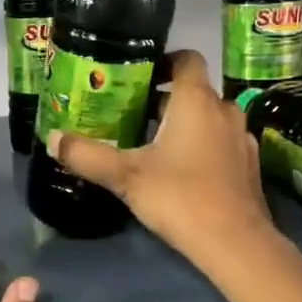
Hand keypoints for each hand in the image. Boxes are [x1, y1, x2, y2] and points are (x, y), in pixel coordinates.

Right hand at [45, 50, 274, 270]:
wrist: (235, 243)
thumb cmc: (180, 197)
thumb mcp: (125, 176)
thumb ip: (87, 156)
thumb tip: (52, 138)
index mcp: (197, 100)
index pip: (187, 58)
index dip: (164, 60)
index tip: (138, 75)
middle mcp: (225, 110)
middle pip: (194, 91)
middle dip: (164, 100)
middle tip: (130, 114)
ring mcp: (241, 138)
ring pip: (209, 118)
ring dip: (184, 124)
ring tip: (152, 143)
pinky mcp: (249, 165)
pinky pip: (221, 142)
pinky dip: (202, 146)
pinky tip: (182, 170)